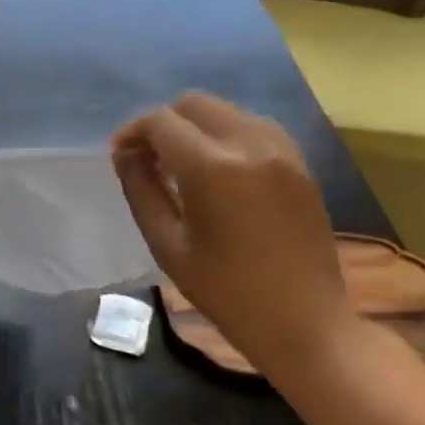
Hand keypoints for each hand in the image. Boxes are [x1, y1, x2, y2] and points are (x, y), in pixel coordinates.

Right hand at [112, 93, 353, 375]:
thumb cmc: (225, 291)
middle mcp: (250, 145)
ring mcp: (282, 151)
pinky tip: (217, 168)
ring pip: (226, 110)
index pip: (161, 122)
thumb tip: (124, 153)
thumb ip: (141, 190)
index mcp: (212, 169)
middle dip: (163, 122)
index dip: (133, 132)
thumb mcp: (167, 244)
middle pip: (194, 103)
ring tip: (181, 163)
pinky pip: (254, 127)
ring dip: (196, 125)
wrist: (304, 321)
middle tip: (147, 157)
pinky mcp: (300, 163)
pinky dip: (227, 134)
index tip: (120, 155)